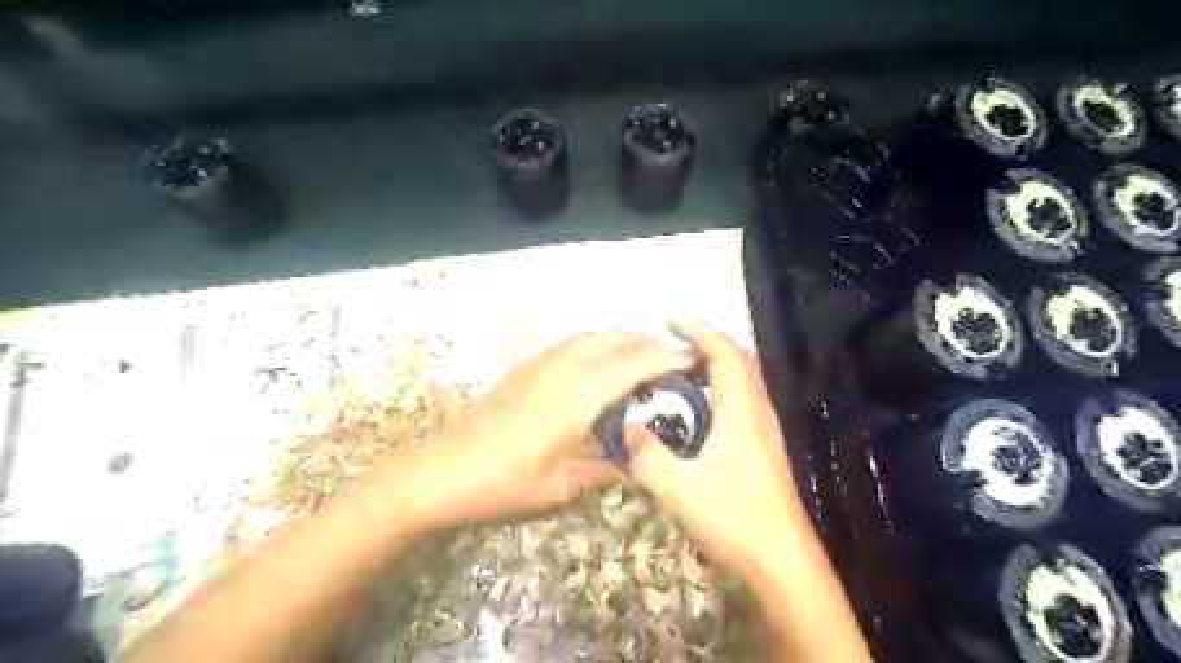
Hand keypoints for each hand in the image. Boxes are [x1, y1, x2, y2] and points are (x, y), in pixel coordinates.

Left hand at [367, 332, 693, 534]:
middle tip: (670, 365)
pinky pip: (572, 344)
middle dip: (647, 344)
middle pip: (615, 338)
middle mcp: (563, 367)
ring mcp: (540, 362)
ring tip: (640, 364)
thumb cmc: (502, 482)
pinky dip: (598, 346)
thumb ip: (603, 468)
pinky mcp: (525, 368)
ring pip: (592, 335)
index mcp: (578, 394)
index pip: (634, 363)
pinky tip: (599, 370)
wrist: (439, 471)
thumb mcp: (560, 485)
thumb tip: (632, 461)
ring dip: (622, 341)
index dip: (667, 358)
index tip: (693, 361)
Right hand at [620, 321, 808, 569]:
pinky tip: (699, 408)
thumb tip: (628, 428)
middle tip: (672, 342)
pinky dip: (721, 386)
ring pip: (744, 379)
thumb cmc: (734, 518)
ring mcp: (765, 428)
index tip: (670, 320)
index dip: (698, 331)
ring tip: (681, 368)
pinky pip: (743, 398)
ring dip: (715, 363)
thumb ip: (647, 456)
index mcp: (741, 411)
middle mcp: (758, 411)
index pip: (723, 354)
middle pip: (738, 359)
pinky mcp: (765, 445)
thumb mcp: (679, 489)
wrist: (782, 558)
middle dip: (707, 342)